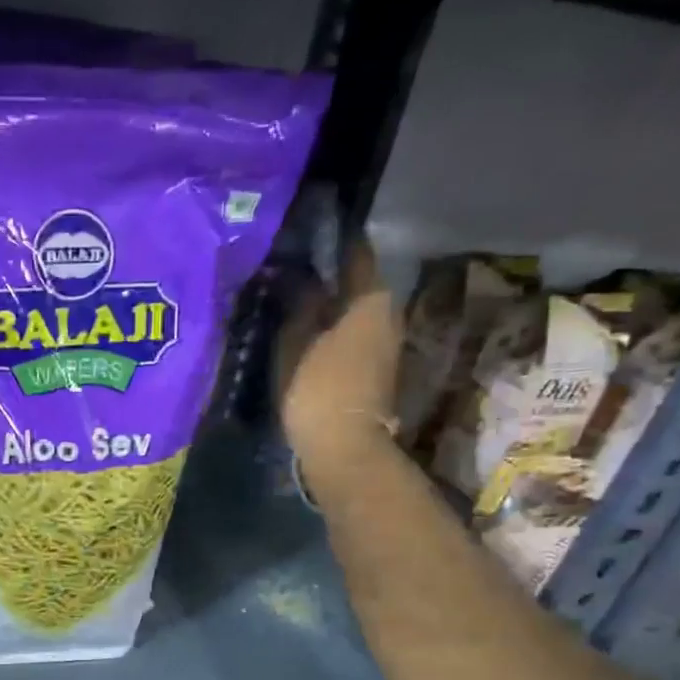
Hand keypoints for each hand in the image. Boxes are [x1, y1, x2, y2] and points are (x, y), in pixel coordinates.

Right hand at [276, 239, 401, 482]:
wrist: (345, 450)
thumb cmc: (319, 390)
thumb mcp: (295, 343)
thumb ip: (297, 305)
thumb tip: (298, 277)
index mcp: (370, 298)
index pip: (355, 253)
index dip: (332, 239)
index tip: (309, 229)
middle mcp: (387, 314)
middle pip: (356, 284)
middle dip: (327, 276)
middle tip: (291, 267)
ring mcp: (385, 345)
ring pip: (353, 312)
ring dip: (328, 306)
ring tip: (293, 300)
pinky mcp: (376, 370)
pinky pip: (352, 335)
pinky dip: (332, 329)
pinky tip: (306, 331)